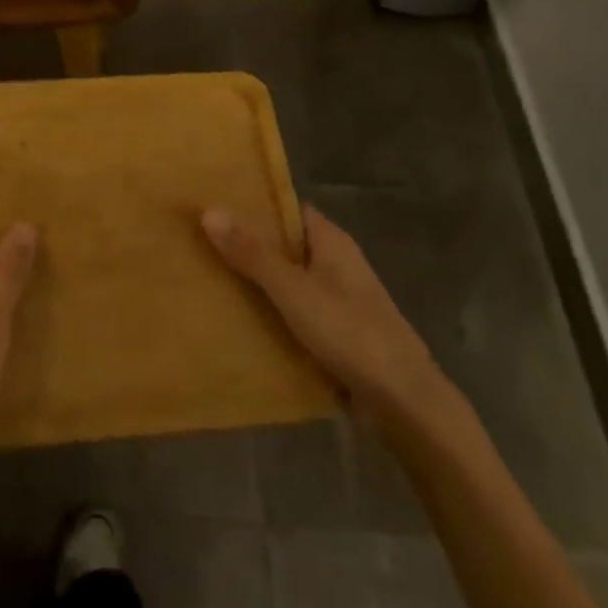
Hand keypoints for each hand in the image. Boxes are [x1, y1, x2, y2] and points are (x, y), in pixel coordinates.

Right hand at [203, 204, 439, 419]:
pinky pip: (298, 312)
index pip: (288, 209)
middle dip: (250, 246)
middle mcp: (338, 263)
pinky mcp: (339, 332)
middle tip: (203, 245)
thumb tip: (209, 211)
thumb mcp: (293, 290)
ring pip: (291, 281)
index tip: (216, 207)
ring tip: (213, 281)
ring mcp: (340, 299)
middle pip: (287, 245)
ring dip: (260, 282)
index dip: (255, 206)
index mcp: (332, 241)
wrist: (403, 400)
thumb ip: (252, 253)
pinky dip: (275, 313)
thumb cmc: (350, 332)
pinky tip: (243, 322)